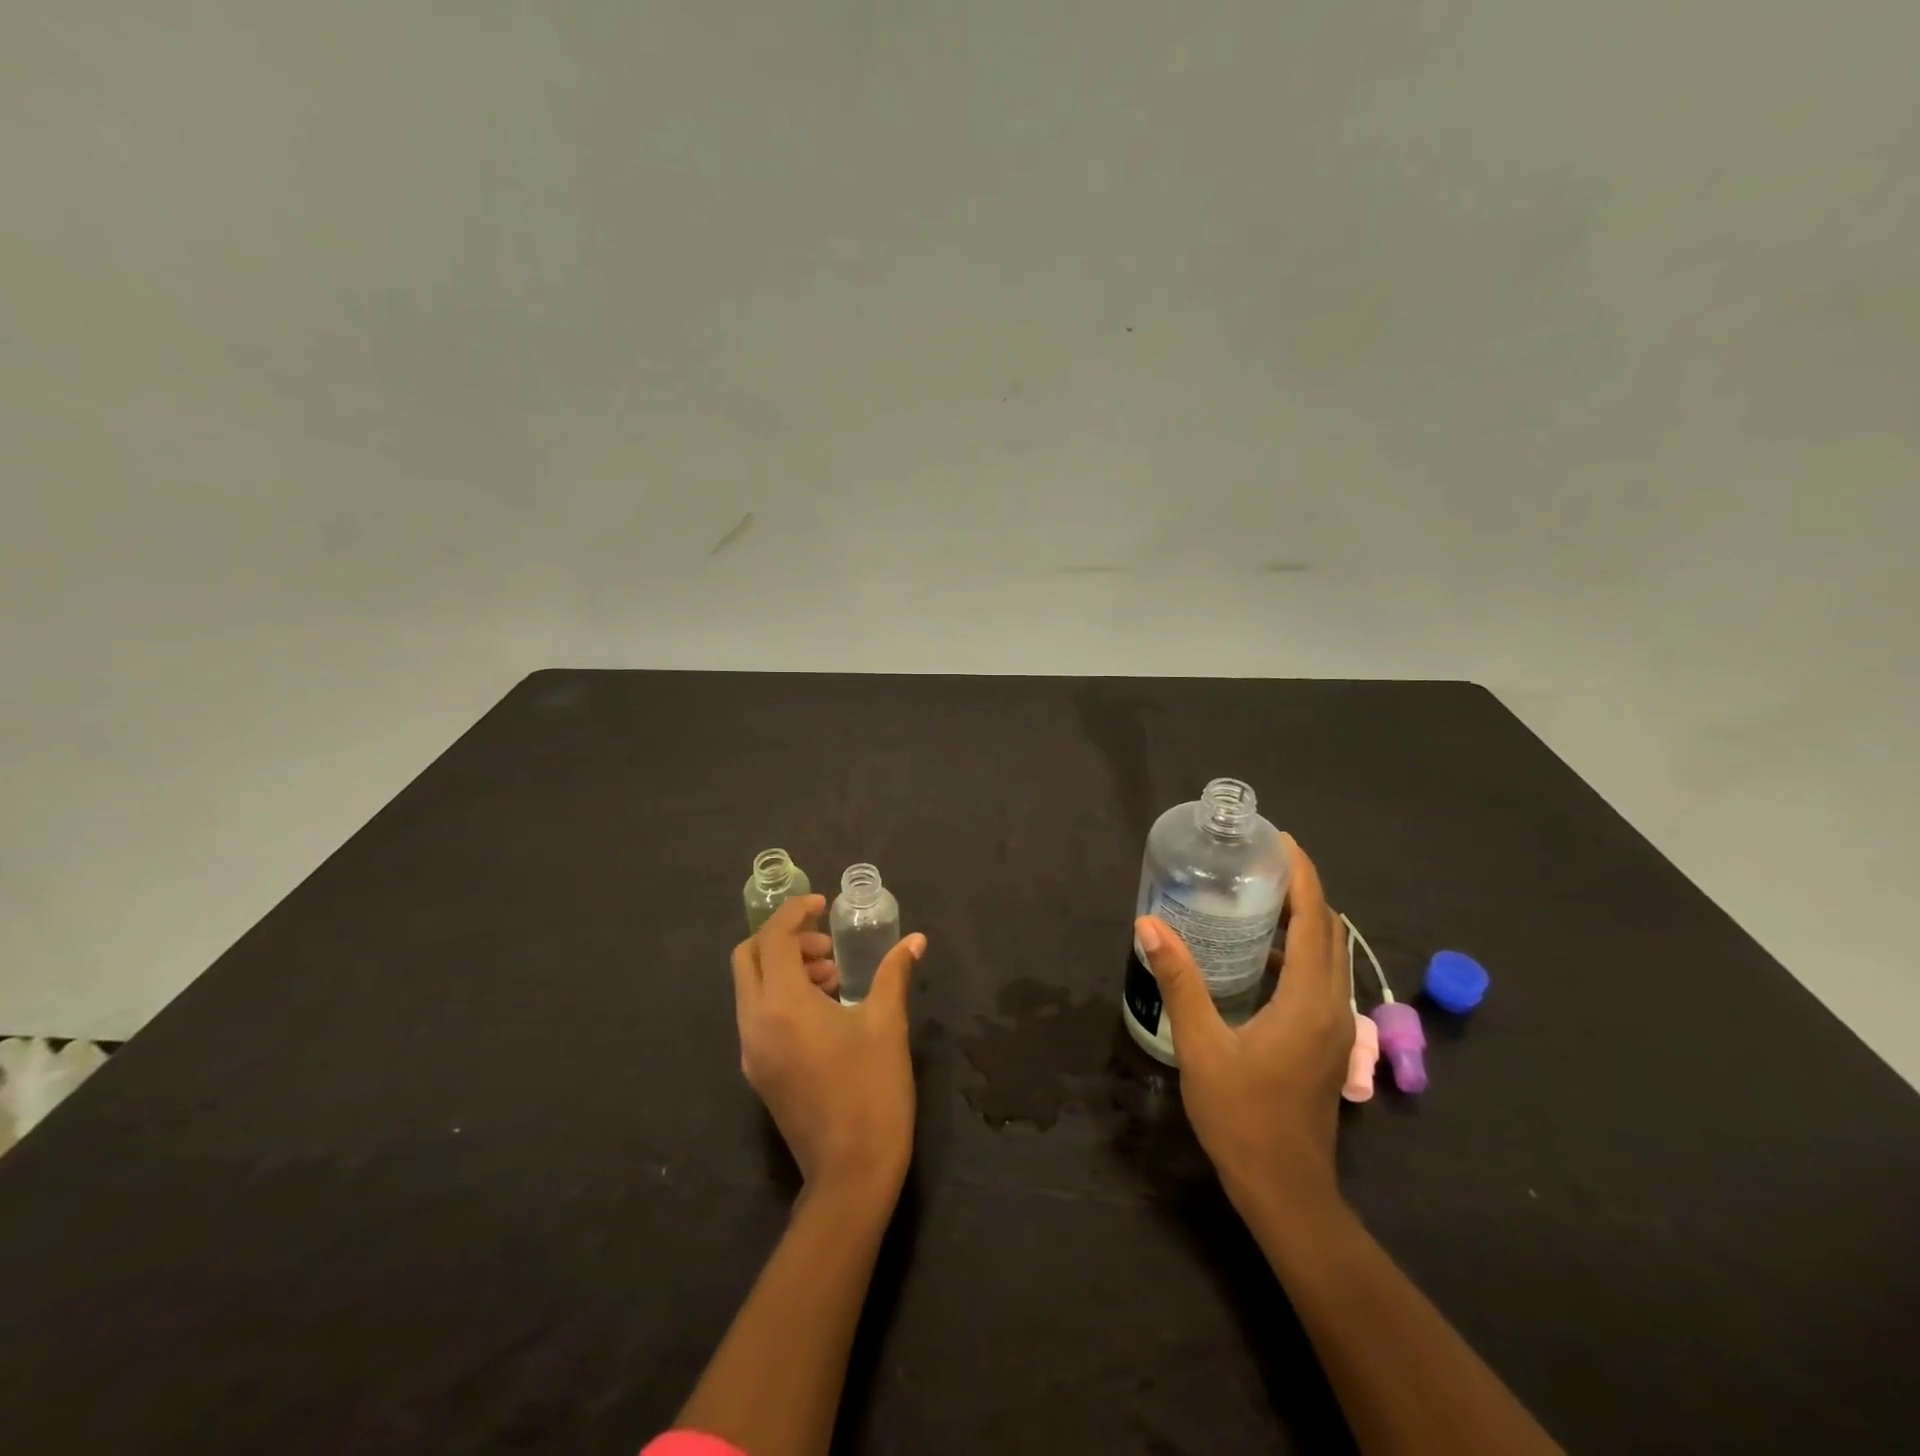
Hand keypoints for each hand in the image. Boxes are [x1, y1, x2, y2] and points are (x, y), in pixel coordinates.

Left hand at [732, 896, 926, 1202]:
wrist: (851, 1173)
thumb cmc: (872, 1090)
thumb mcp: (887, 1023)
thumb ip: (895, 972)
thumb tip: (915, 939)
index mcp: (782, 1005)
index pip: (772, 939)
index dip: (795, 913)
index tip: (823, 905)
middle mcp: (755, 1023)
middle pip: (748, 958)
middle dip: (783, 938)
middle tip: (827, 945)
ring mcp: (751, 1051)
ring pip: (751, 987)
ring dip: (784, 967)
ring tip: (833, 977)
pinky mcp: (757, 1071)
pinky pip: (758, 1014)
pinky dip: (781, 994)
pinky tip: (824, 1008)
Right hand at [1134, 836, 1351, 1215]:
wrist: (1286, 1191)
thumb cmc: (1242, 1117)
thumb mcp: (1201, 1046)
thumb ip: (1179, 982)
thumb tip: (1149, 925)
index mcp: (1309, 1001)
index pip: (1315, 919)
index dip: (1302, 874)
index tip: (1279, 840)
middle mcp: (1332, 1006)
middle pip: (1329, 930)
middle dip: (1302, 890)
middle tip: (1258, 864)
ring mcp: (1334, 1028)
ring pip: (1329, 956)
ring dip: (1303, 920)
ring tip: (1256, 898)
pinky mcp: (1326, 1043)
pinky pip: (1321, 979)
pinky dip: (1300, 952)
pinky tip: (1260, 955)